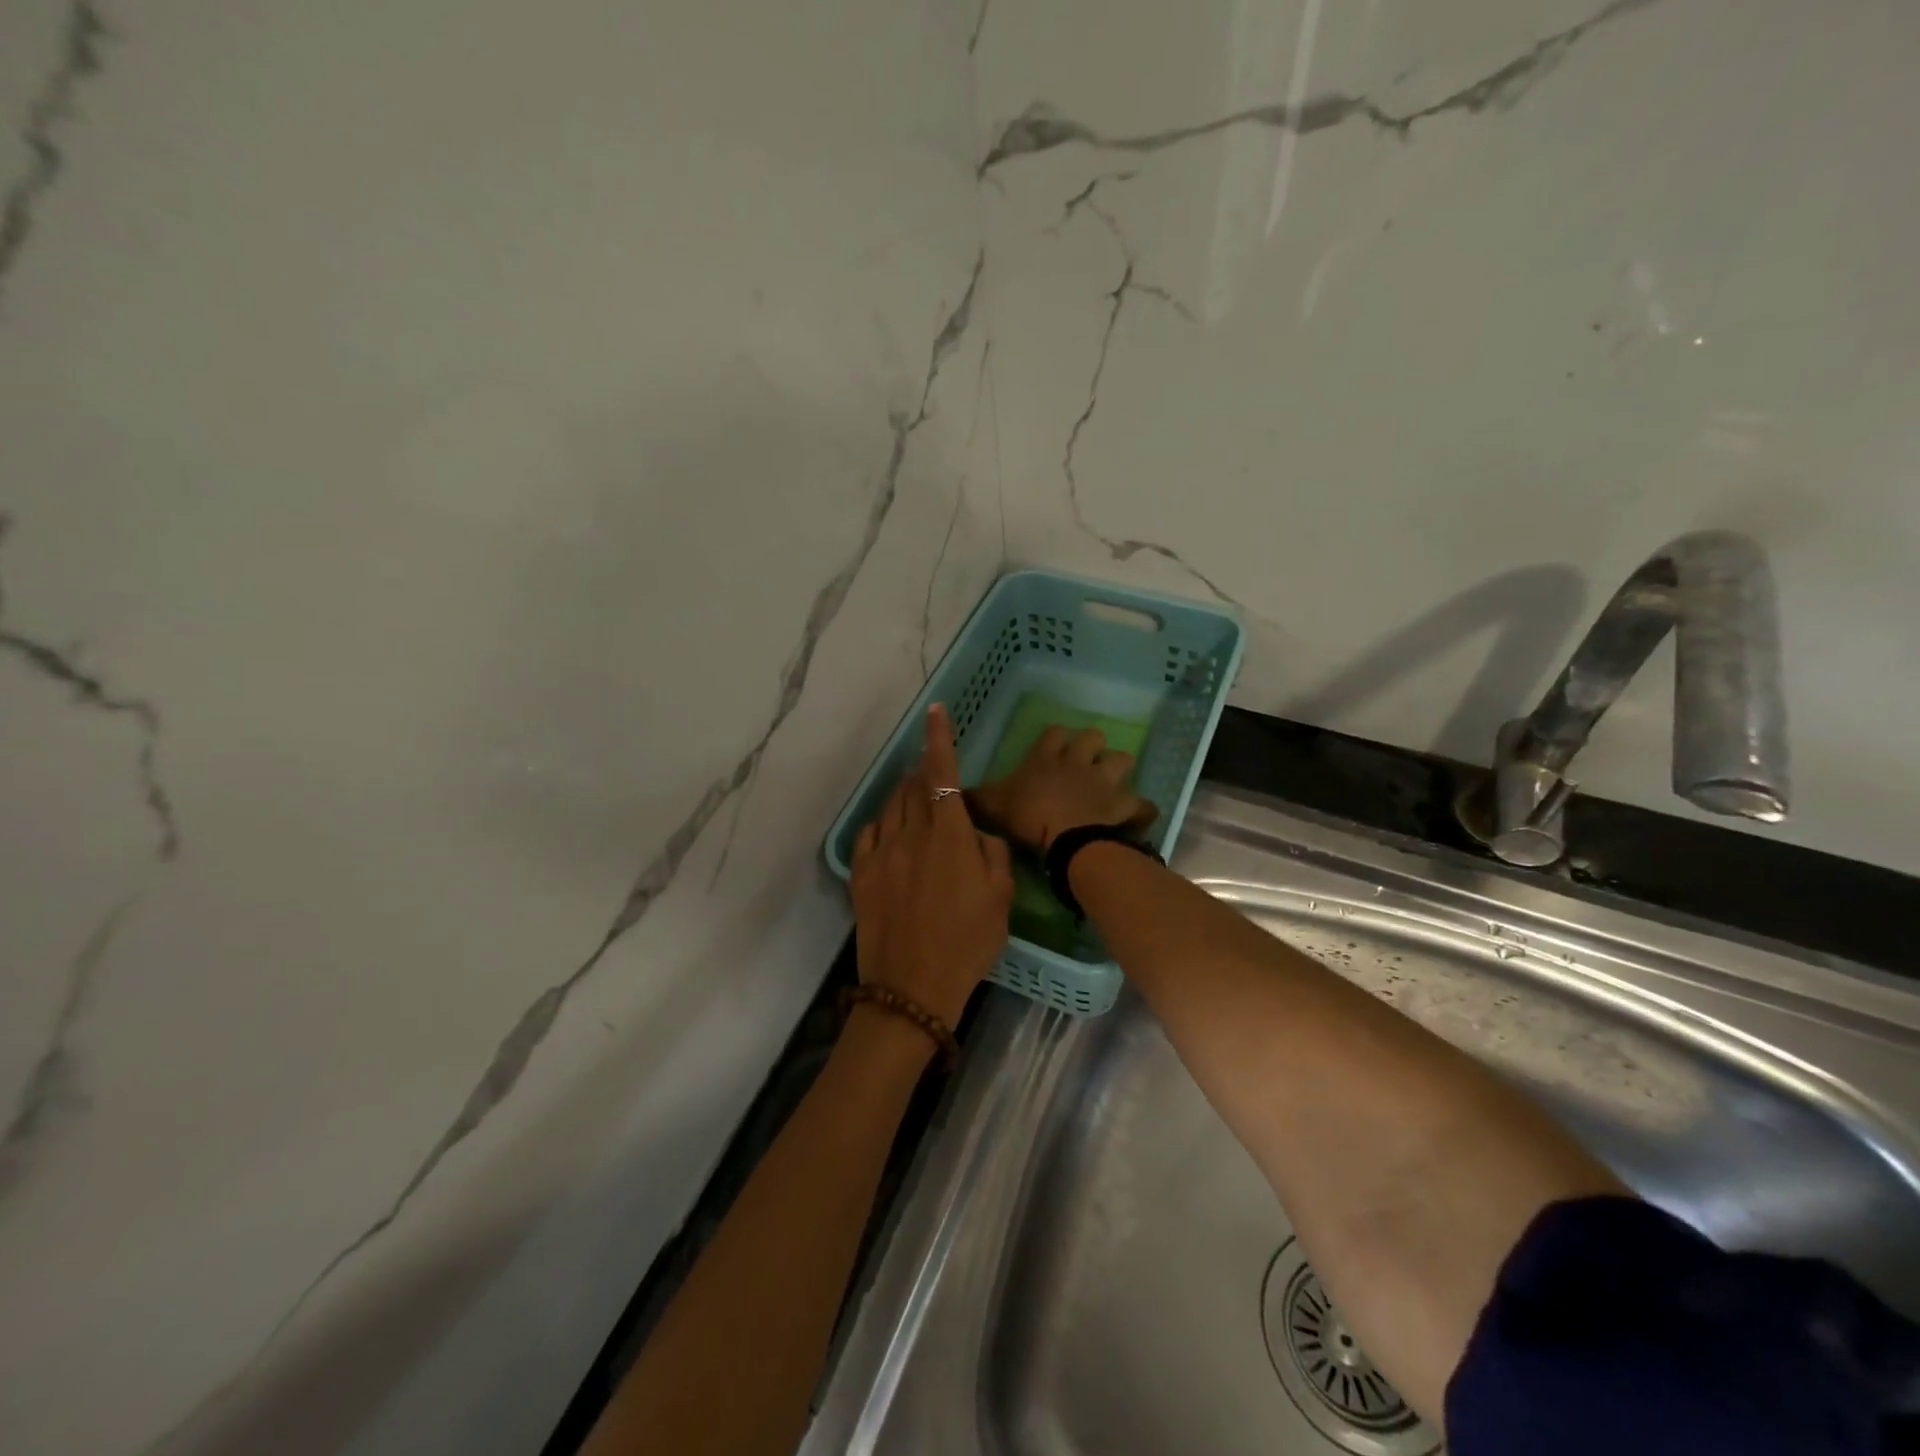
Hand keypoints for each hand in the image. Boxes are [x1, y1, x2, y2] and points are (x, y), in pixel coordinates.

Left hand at [851, 704, 1014, 1028]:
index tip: (935, 711)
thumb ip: (992, 855)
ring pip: (892, 806)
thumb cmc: (967, 944)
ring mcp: (882, 852)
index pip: (943, 774)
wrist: (912, 988)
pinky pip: (870, 832)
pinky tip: (892, 833)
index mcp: (950, 835)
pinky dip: (884, 823)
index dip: (939, 739)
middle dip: (926, 773)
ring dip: (906, 796)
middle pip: (915, 786)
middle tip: (936, 777)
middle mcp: (912, 833)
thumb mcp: (1001, 899)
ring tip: (918, 805)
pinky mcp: (861, 873)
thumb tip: (977, 835)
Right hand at [967, 725, 1157, 854]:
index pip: (1054, 733)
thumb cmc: (1027, 816)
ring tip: (1113, 784)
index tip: (1053, 746)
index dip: (1055, 738)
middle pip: (1093, 737)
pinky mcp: (1124, 804)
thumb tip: (953, 792)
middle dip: (1092, 746)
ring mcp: (1104, 780)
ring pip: (1122, 759)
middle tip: (1085, 763)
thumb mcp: (991, 805)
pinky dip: (1142, 810)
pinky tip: (1138, 816)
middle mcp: (1077, 761)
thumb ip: (974, 797)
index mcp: (1045, 758)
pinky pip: (1142, 804)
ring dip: (1118, 769)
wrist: (1065, 838)